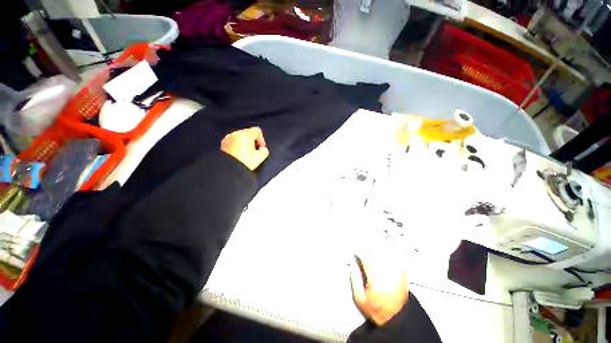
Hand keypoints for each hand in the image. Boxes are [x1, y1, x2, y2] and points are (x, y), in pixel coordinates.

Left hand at [221, 127, 269, 170]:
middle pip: (248, 134)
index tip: (261, 148)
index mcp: (245, 135)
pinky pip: (234, 143)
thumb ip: (264, 151)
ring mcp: (227, 139)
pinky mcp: (222, 145)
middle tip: (255, 153)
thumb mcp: (260, 157)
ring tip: (247, 156)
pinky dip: (238, 148)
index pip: (257, 131)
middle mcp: (235, 134)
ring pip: (240, 138)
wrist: (228, 171)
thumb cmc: (244, 163)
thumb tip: (262, 149)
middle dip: (253, 142)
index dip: (262, 140)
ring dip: (245, 145)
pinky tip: (239, 157)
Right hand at [350, 252, 408, 325]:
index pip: (366, 258)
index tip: (355, 251)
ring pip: (385, 253)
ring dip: (376, 249)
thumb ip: (355, 279)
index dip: (359, 251)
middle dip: (368, 248)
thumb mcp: (359, 299)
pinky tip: (380, 254)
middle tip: (362, 248)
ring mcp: (396, 272)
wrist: (396, 318)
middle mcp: (387, 273)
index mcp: (376, 279)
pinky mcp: (402, 273)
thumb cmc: (376, 309)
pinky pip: (392, 257)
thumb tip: (353, 263)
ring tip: (370, 249)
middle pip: (376, 253)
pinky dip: (385, 253)